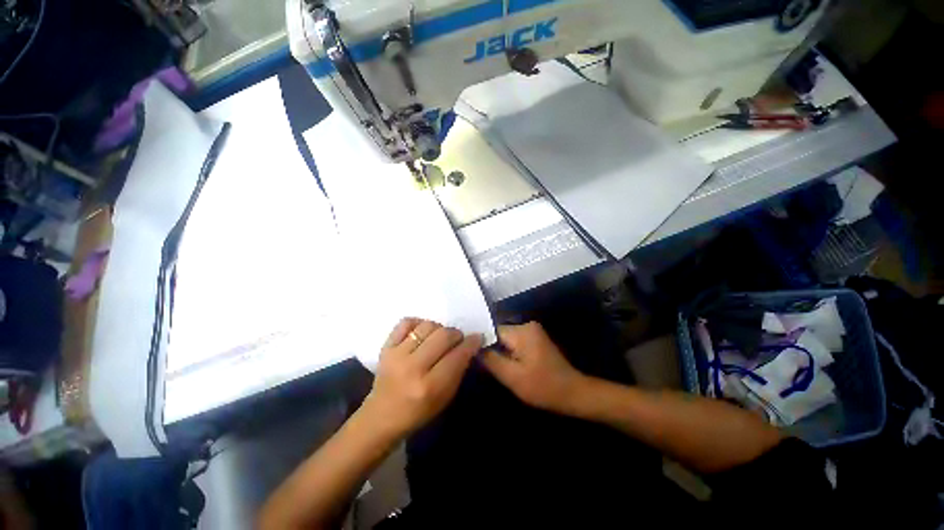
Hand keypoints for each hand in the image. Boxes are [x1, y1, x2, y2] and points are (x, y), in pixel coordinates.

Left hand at [360, 318, 482, 439]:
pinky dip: (418, 323)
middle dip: (456, 334)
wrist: (381, 416)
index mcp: (429, 387)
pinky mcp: (385, 347)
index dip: (471, 343)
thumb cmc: (418, 412)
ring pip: (427, 326)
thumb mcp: (445, 398)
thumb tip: (469, 345)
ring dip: (439, 328)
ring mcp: (396, 355)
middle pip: (443, 335)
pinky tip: (422, 332)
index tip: (477, 338)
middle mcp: (413, 368)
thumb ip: (458, 370)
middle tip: (458, 339)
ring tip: (439, 337)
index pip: (457, 356)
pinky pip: (406, 322)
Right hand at [480, 322, 588, 415]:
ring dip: (501, 351)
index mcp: (522, 331)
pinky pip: (515, 341)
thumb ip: (491, 360)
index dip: (482, 343)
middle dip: (492, 348)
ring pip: (506, 338)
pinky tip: (508, 364)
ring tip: (495, 366)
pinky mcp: (536, 338)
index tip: (473, 354)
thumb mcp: (512, 377)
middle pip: (499, 333)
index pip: (492, 330)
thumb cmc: (542, 387)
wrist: (572, 392)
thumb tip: (474, 347)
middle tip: (484, 365)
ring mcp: (533, 331)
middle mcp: (527, 325)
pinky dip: (510, 352)